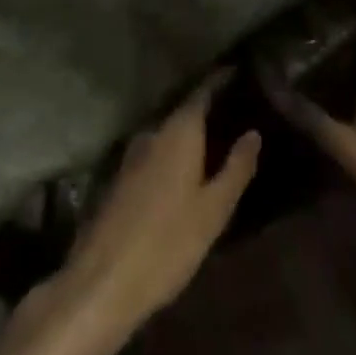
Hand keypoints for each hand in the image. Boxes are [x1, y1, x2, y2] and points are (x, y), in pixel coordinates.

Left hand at [55, 70, 259, 350]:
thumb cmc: (168, 243)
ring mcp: (131, 154)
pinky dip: (171, 153)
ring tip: (214, 142)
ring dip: (188, 134)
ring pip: (167, 133)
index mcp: (178, 131)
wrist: (102, 283)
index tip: (238, 72)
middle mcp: (153, 132)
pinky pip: (153, 153)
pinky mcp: (119, 179)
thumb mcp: (213, 210)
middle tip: (234, 111)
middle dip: (207, 109)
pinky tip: (183, 172)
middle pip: (183, 111)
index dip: (220, 80)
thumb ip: (236, 167)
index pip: (202, 92)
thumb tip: (253, 132)